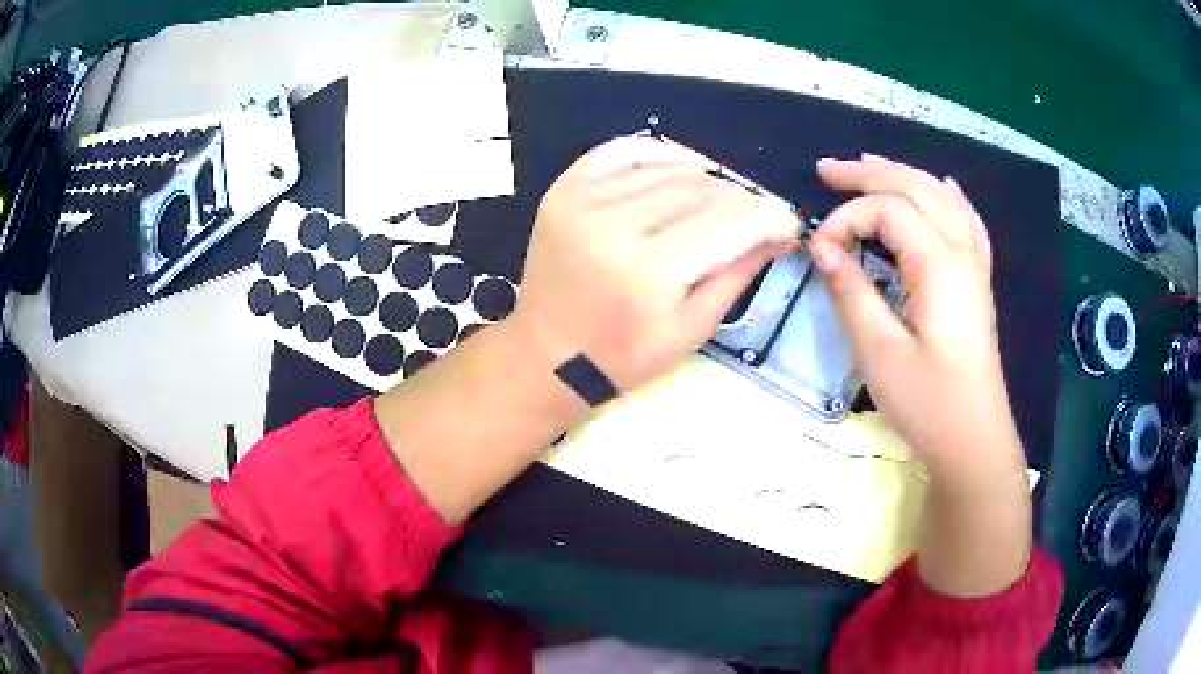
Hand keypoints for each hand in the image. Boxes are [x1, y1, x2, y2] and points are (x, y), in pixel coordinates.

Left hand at [511, 136, 799, 394]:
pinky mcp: (565, 189)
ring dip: (708, 180)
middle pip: (704, 189)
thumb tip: (778, 233)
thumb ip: (738, 274)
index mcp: (650, 272)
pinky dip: (661, 154)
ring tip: (720, 204)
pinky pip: (625, 150)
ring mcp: (584, 201)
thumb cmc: (622, 355)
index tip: (787, 224)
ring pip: (670, 167)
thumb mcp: (691, 329)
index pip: (731, 221)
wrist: (546, 353)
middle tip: (756, 220)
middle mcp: (616, 225)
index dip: (770, 217)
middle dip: (743, 202)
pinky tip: (682, 170)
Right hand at [808, 154, 1020, 477]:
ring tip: (868, 163)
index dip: (847, 219)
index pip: (887, 211)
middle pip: (916, 189)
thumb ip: (851, 291)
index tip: (818, 249)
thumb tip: (822, 246)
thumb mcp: (878, 352)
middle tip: (826, 169)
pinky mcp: (977, 283)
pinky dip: (950, 197)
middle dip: (869, 174)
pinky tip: (944, 186)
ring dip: (903, 175)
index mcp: (938, 265)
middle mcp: (960, 252)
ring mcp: (974, 265)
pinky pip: (968, 223)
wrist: (973, 440)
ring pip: (941, 198)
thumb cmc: (927, 402)